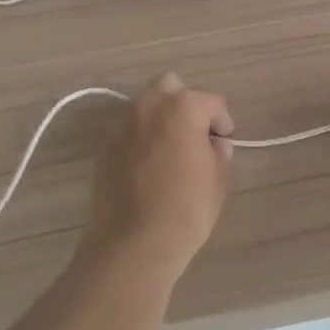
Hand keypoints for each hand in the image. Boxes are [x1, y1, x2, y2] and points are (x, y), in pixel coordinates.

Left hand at [87, 73, 231, 274]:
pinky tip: (148, 166)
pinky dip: (140, 138)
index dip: (222, 122)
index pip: (211, 102)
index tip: (224, 142)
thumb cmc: (185, 210)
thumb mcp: (217, 181)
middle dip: (184, 103)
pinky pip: (128, 130)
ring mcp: (123, 124)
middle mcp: (149, 106)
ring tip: (170, 149)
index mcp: (182, 108)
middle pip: (170, 87)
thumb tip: (214, 145)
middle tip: (194, 134)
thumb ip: (218, 153)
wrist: (133, 243)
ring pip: (145, 105)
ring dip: (160, 118)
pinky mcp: (105, 146)